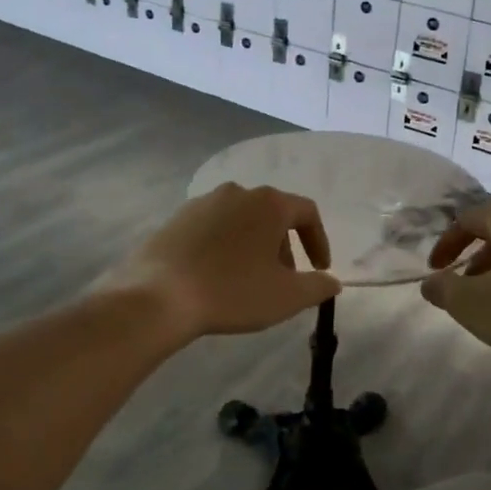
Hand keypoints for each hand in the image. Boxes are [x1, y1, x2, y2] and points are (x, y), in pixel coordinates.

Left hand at [104, 183, 340, 338]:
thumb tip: (332, 282)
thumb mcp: (287, 297)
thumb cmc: (232, 292)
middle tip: (283, 279)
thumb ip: (318, 286)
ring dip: (254, 245)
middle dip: (284, 246)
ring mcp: (203, 202)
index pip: (307, 212)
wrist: (158, 296)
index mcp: (269, 203)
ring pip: (242, 220)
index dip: (319, 241)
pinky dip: (225, 246)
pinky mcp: (176, 218)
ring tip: (249, 280)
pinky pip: (213, 228)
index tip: (320, 269)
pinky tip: (216, 276)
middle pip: (273, 214)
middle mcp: (238, 192)